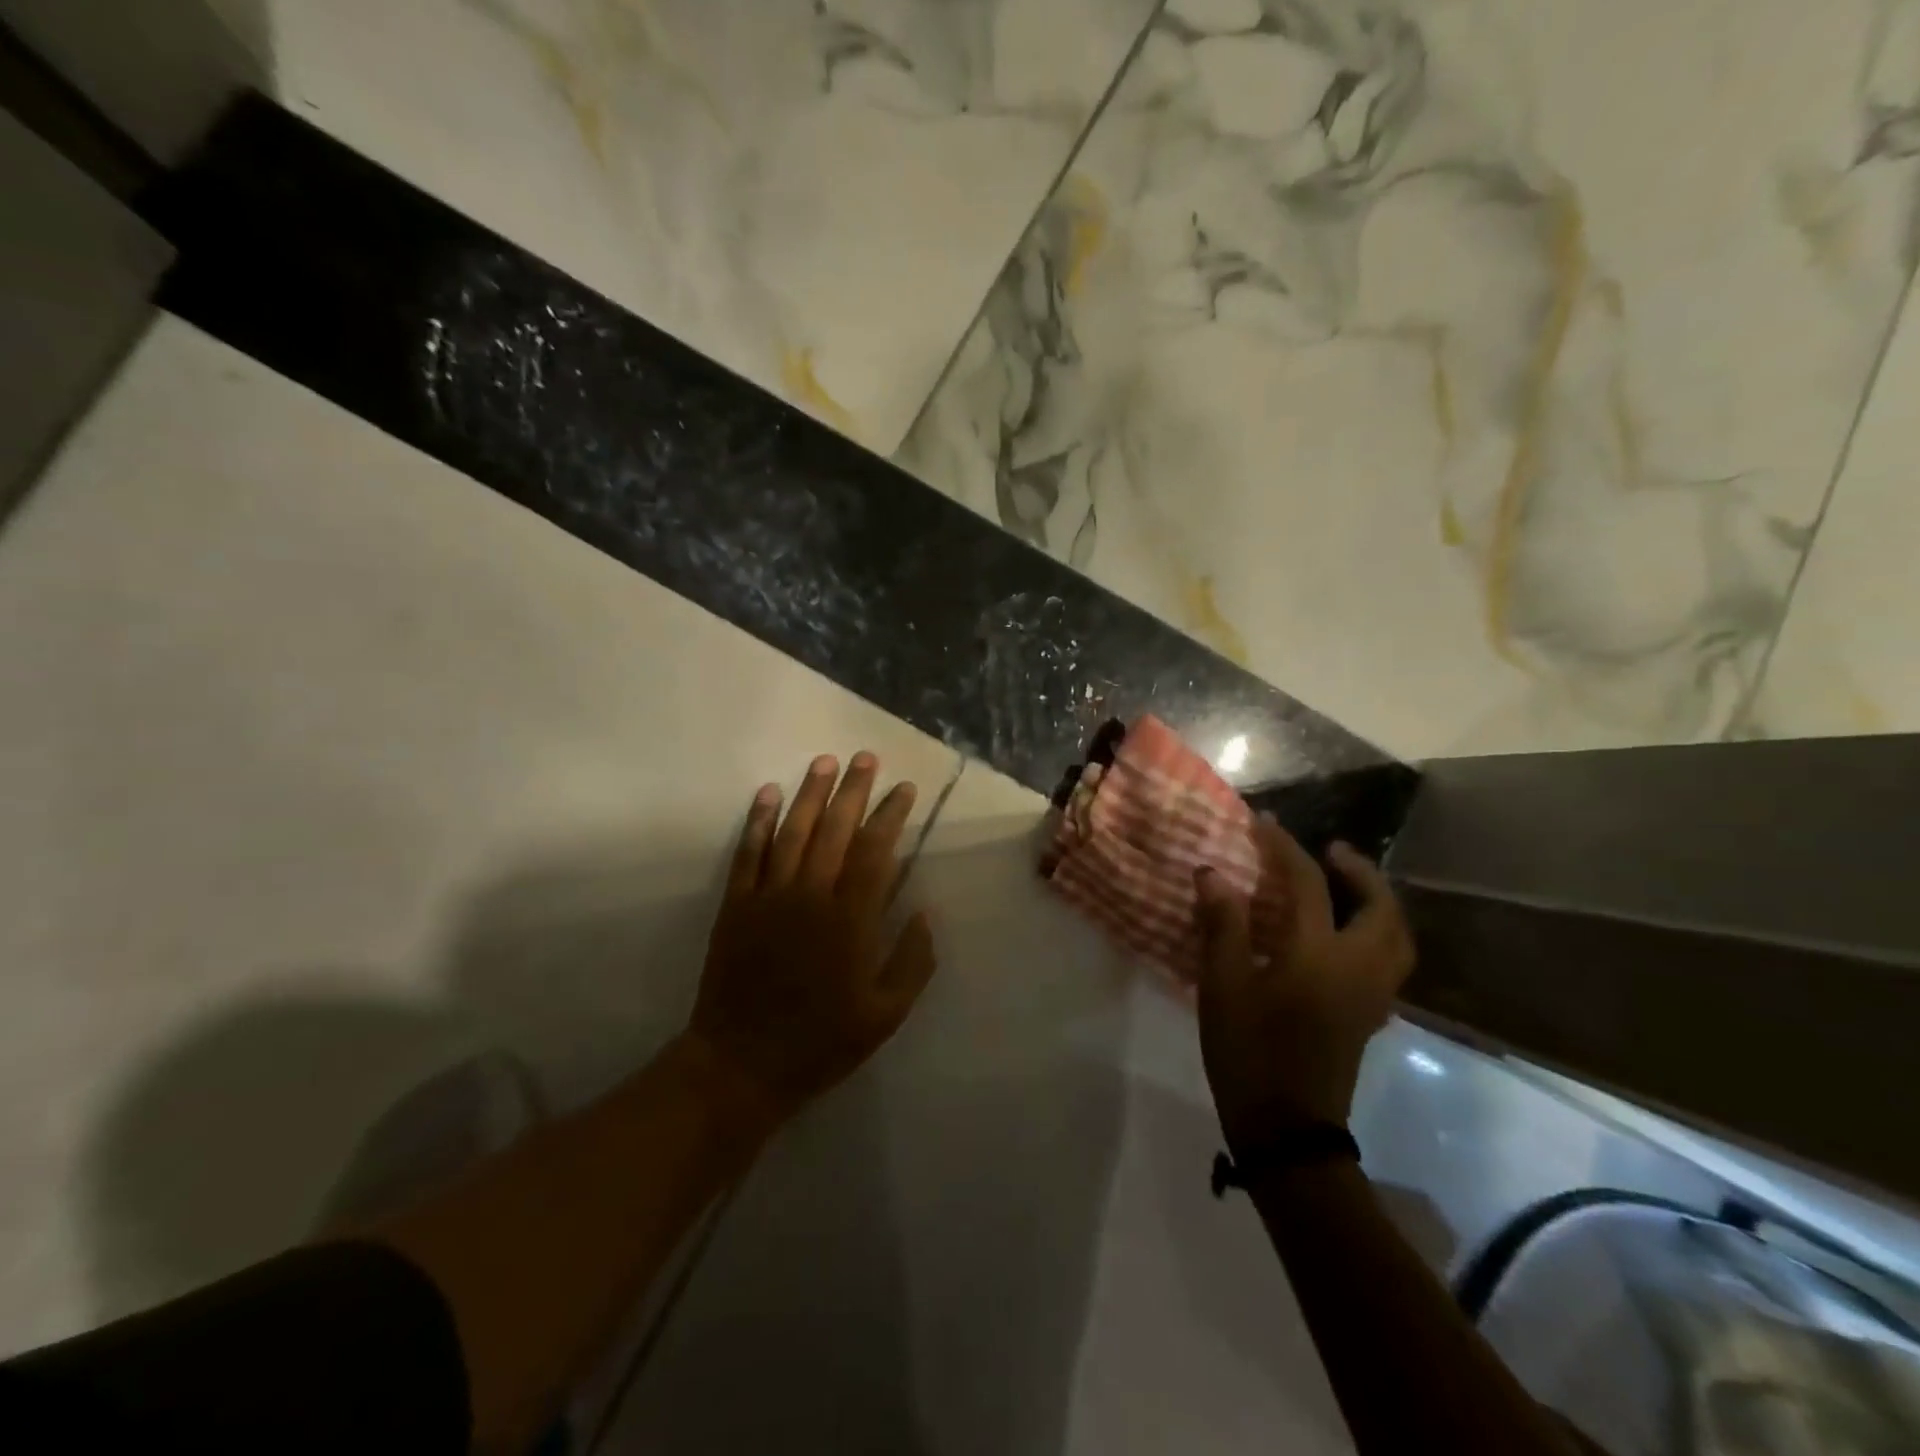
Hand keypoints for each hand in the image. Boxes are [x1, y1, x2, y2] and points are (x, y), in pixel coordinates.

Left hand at [687, 752, 936, 1125]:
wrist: (741, 1065)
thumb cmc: (821, 1042)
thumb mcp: (885, 1015)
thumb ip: (912, 961)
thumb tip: (926, 912)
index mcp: (851, 920)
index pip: (876, 851)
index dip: (891, 815)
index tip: (903, 788)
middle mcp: (810, 897)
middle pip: (835, 830)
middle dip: (853, 790)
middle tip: (865, 757)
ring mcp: (769, 897)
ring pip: (792, 832)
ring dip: (810, 794)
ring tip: (824, 762)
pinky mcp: (736, 906)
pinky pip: (748, 854)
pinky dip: (758, 822)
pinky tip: (768, 794)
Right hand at [1195, 818, 1413, 1144]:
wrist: (1288, 1130)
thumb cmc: (1249, 1053)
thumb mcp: (1223, 986)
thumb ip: (1222, 925)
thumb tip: (1212, 873)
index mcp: (1319, 956)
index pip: (1310, 885)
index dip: (1285, 848)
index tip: (1263, 823)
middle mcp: (1358, 968)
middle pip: (1381, 908)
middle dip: (1359, 872)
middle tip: (1331, 852)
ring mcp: (1371, 995)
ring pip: (1397, 936)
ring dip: (1377, 901)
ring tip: (1346, 887)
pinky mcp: (1369, 1016)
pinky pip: (1390, 960)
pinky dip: (1377, 932)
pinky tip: (1345, 934)